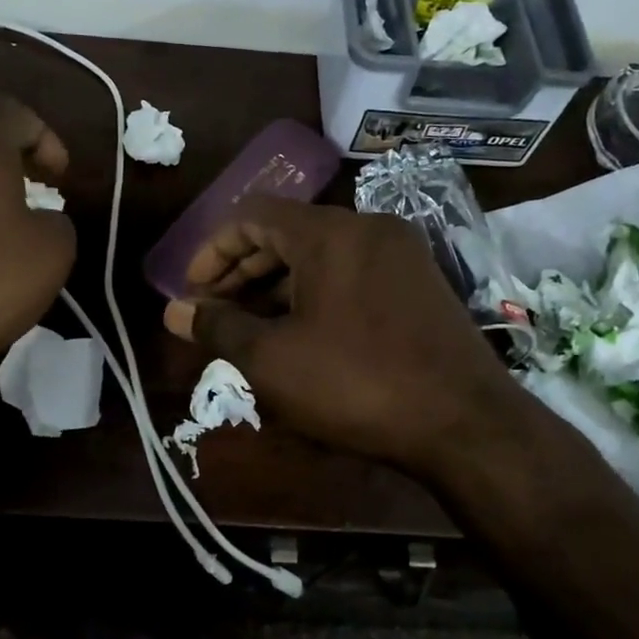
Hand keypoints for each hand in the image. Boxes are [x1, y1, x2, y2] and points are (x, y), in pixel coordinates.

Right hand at [161, 196, 534, 475]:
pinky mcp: (421, 284)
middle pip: (286, 232)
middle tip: (215, 312)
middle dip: (242, 271)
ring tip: (250, 328)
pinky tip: (301, 334)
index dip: (212, 250)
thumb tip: (173, 312)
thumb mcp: (272, 360)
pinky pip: (352, 274)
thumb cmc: (356, 384)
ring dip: (277, 286)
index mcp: (329, 232)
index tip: (192, 292)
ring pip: (321, 255)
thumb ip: (218, 327)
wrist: (465, 424)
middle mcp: (367, 228)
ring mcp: (401, 255)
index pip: (252, 214)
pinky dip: (316, 294)